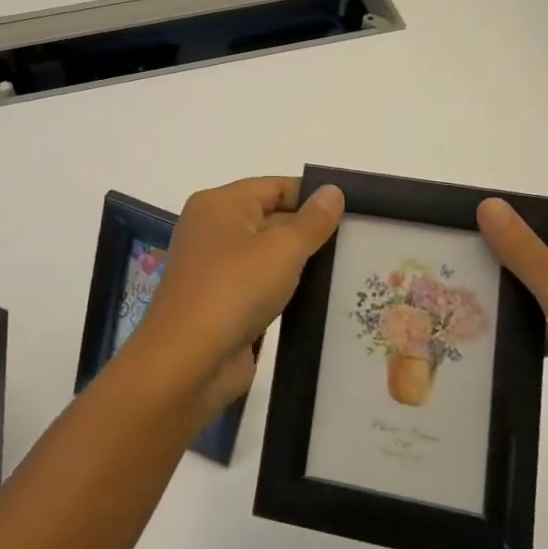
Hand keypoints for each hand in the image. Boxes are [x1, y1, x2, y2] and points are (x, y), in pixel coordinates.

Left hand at [125, 177, 344, 423]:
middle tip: (359, 241)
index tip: (354, 210)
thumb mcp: (282, 249)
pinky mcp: (222, 302)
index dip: (312, 196)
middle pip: (271, 217)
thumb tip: (333, 190)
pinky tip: (319, 297)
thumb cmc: (234, 289)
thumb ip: (312, 221)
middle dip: (310, 230)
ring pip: (267, 254)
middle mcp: (213, 229)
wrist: (187, 362)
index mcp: (219, 204)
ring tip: (348, 268)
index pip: (274, 186)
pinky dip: (285, 289)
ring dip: (300, 263)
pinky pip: (260, 285)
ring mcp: (215, 267)